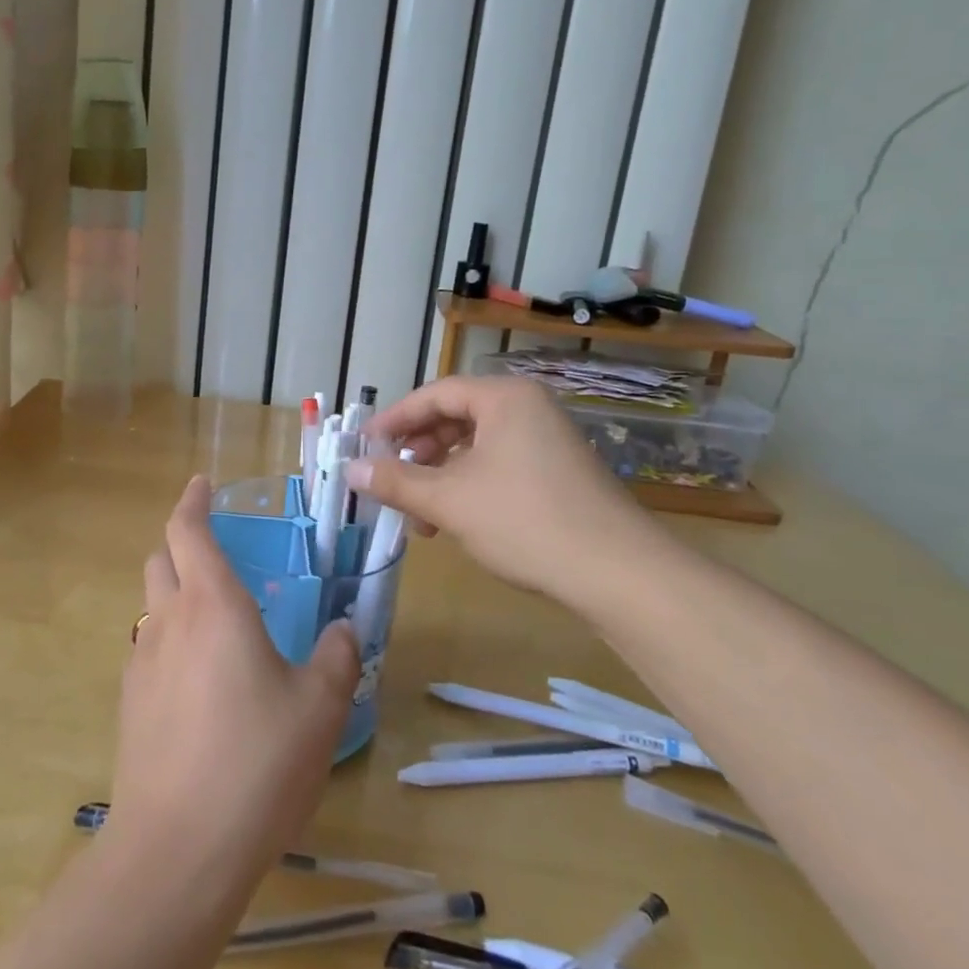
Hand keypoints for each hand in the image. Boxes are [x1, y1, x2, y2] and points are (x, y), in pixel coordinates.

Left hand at [110, 477, 358, 885]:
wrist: (178, 848)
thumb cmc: (256, 762)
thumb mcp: (318, 709)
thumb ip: (335, 658)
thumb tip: (342, 628)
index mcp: (213, 604)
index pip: (186, 529)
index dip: (192, 501)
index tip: (202, 483)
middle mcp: (169, 620)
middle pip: (160, 559)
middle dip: (182, 543)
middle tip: (216, 553)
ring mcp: (142, 662)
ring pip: (152, 604)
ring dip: (175, 593)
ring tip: (215, 621)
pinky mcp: (130, 703)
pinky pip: (149, 649)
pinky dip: (169, 641)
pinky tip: (198, 682)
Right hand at [345, 376, 663, 612]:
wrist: (619, 574)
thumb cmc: (525, 521)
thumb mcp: (449, 500)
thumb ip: (395, 482)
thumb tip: (349, 469)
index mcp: (504, 398)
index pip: (435, 394)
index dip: (394, 418)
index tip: (365, 444)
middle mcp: (528, 409)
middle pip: (455, 418)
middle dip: (417, 452)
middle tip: (390, 478)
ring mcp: (548, 441)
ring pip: (476, 447)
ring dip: (440, 476)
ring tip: (419, 514)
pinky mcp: (558, 473)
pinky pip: (499, 465)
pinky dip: (469, 487)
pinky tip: (454, 521)